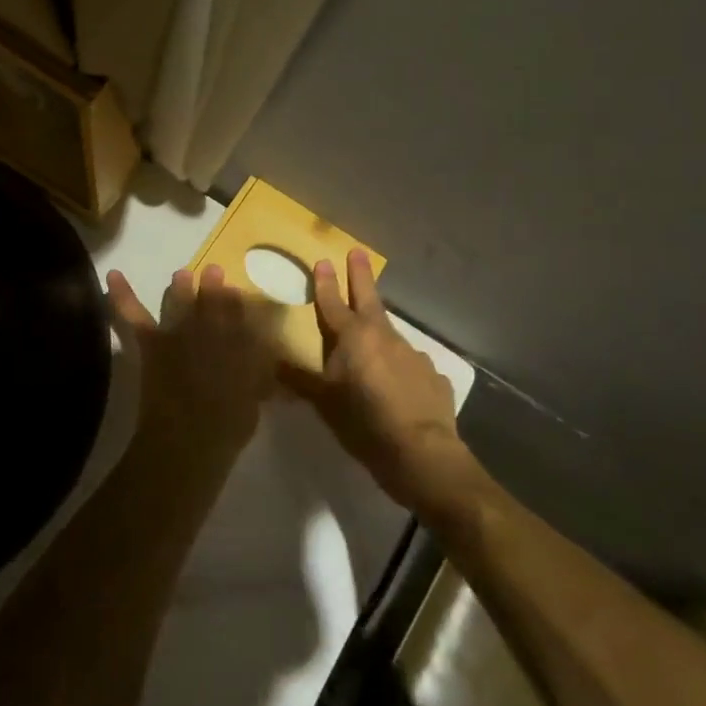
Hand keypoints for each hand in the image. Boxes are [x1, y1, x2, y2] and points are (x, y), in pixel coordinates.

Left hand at [106, 266, 275, 470]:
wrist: (191, 436)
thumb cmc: (227, 428)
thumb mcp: (254, 402)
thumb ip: (259, 382)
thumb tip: (269, 376)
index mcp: (237, 344)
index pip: (239, 315)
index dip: (236, 303)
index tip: (235, 293)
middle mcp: (210, 331)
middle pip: (212, 302)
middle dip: (213, 287)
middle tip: (213, 272)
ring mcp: (178, 333)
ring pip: (178, 301)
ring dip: (180, 287)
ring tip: (180, 276)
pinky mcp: (152, 341)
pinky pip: (134, 314)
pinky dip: (122, 295)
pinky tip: (113, 275)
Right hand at [286, 249, 484, 516]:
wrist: (422, 453)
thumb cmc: (364, 423)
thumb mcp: (324, 403)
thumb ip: (299, 381)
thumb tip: (272, 365)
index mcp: (352, 337)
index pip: (332, 302)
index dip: (325, 282)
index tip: (323, 260)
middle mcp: (383, 336)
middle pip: (368, 298)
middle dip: (360, 275)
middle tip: (358, 252)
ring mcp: (412, 353)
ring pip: (389, 332)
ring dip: (378, 328)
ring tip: (371, 338)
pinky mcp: (433, 375)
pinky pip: (410, 363)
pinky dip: (400, 365)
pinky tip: (398, 383)